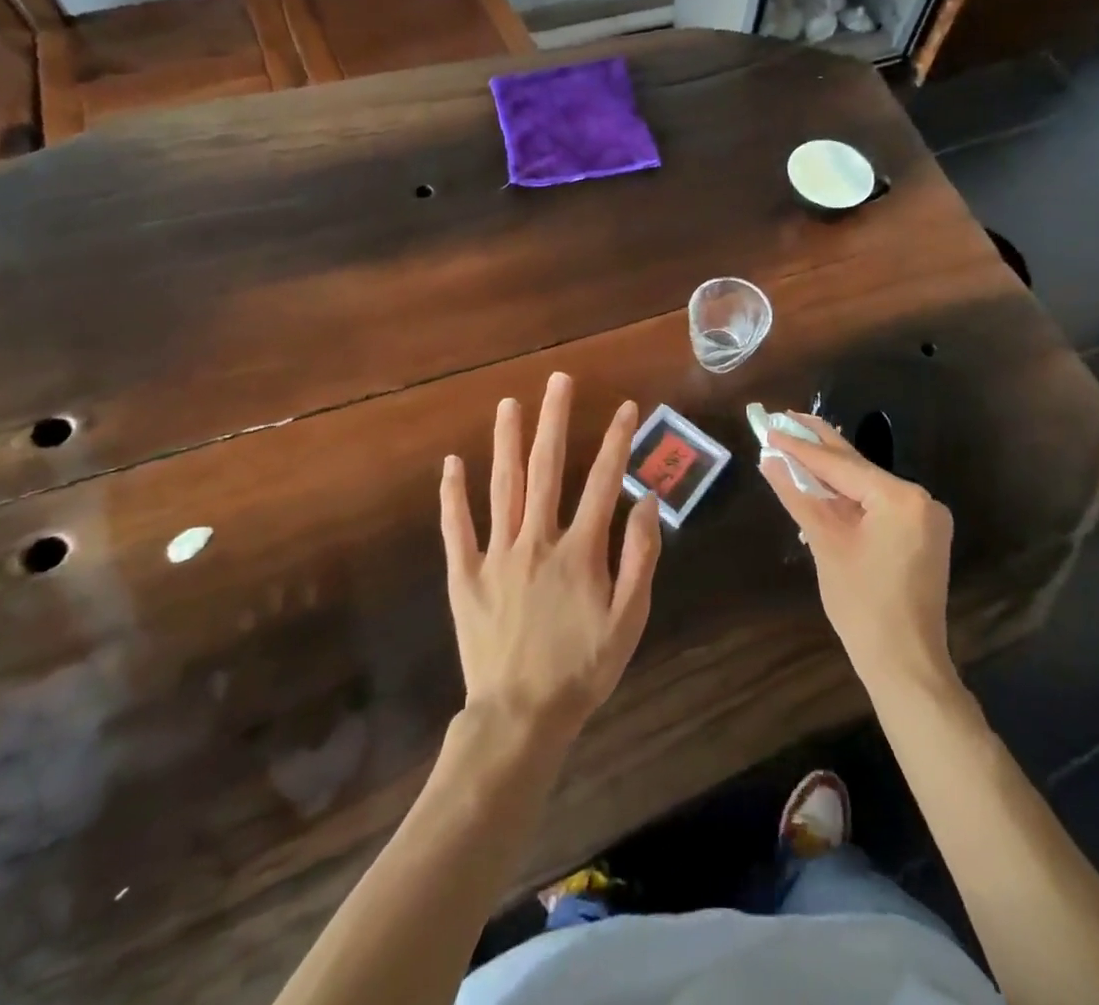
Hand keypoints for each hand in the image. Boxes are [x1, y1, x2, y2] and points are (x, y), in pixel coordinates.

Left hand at [440, 372, 662, 746]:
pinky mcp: (465, 575)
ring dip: (506, 441)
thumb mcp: (629, 621)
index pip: (603, 482)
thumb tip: (647, 501)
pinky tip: (451, 463)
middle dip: (554, 420)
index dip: (616, 441)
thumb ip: (640, 559)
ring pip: (502, 486)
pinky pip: (457, 528)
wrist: (520, 717)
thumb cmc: (582, 670)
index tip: (626, 407)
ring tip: (509, 403)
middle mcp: (536, 540)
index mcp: (579, 550)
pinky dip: (453, 495)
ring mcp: (496, 555)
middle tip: (557, 379)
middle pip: (546, 469)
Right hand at [761, 416, 955, 696]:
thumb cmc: (861, 605)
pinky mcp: (922, 535)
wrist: (905, 665)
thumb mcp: (825, 544)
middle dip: (819, 445)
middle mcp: (920, 498)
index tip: (769, 426)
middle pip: (858, 467)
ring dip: (832, 470)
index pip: (840, 464)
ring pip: (867, 485)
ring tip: (796, 442)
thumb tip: (770, 460)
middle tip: (784, 417)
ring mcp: (924, 517)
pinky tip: (823, 482)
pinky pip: (879, 504)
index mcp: (900, 497)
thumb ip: (799, 495)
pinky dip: (850, 495)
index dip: (801, 447)